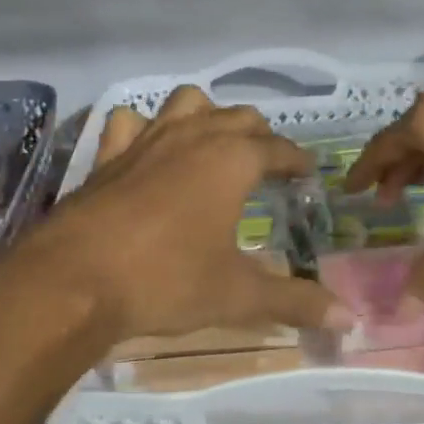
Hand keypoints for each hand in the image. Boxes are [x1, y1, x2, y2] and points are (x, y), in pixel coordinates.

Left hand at [0, 86, 351, 353]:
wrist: (74, 282)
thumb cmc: (166, 282)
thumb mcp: (237, 296)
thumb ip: (295, 302)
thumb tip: (349, 319)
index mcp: (231, 160)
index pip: (277, 148)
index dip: (297, 160)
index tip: (307, 173)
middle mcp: (192, 137)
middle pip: (237, 117)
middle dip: (259, 135)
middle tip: (268, 164)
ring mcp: (145, 141)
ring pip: (186, 103)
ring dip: (206, 116)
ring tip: (213, 146)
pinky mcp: (108, 156)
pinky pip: (130, 123)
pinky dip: (145, 128)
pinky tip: (148, 150)